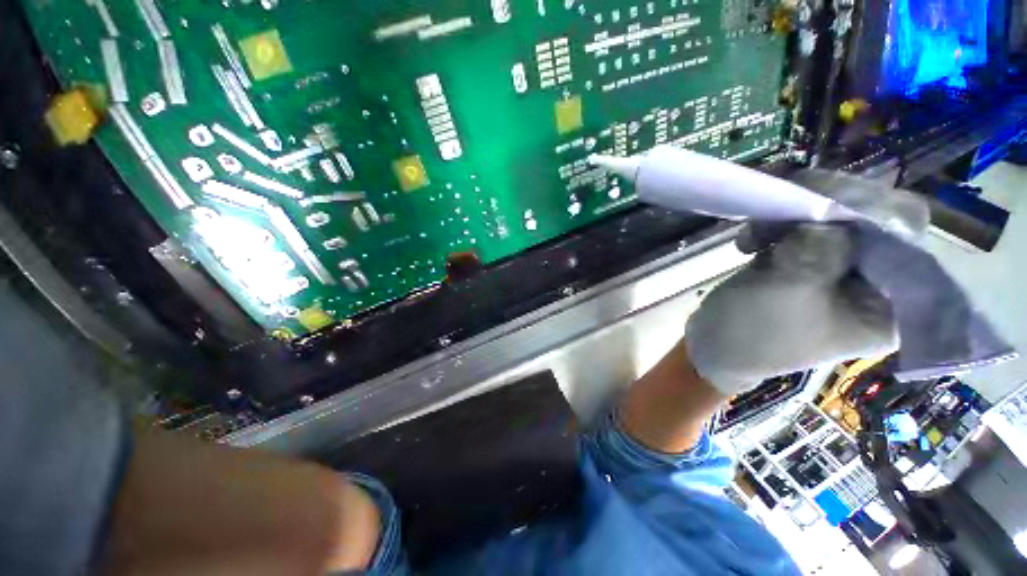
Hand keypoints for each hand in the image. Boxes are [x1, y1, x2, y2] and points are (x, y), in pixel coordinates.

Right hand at [685, 223, 899, 395]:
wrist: (712, 343)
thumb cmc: (753, 332)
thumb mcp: (788, 293)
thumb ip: (818, 251)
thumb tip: (826, 207)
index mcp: (890, 303)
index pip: (905, 235)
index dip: (871, 208)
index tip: (824, 202)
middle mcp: (873, 282)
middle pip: (867, 220)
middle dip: (821, 211)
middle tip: (779, 212)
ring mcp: (838, 270)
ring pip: (831, 219)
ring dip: (789, 219)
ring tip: (753, 236)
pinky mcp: (806, 262)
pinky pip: (801, 228)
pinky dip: (774, 228)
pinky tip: (749, 244)